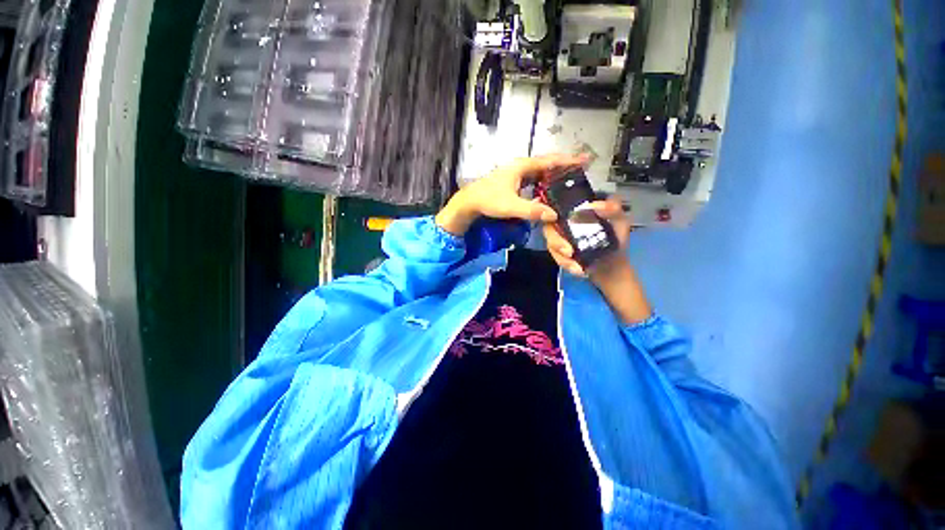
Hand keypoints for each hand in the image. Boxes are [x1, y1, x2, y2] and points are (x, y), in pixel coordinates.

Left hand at [436, 154, 587, 235]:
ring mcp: (517, 174)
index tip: (585, 160)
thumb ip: (531, 210)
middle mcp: (521, 167)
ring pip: (540, 172)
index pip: (549, 161)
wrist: (470, 202)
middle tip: (582, 170)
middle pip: (547, 164)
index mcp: (522, 167)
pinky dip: (544, 182)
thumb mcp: (510, 206)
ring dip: (554, 175)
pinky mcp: (514, 181)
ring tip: (571, 180)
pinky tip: (550, 191)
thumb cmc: (489, 200)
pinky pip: (534, 179)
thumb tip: (553, 215)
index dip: (568, 161)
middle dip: (564, 166)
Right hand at [544, 198, 651, 322]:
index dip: (544, 209)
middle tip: (569, 252)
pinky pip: (555, 257)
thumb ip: (612, 209)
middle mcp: (563, 222)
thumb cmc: (615, 238)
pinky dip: (566, 263)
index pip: (554, 206)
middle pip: (547, 227)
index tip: (553, 218)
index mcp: (575, 210)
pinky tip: (577, 269)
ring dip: (561, 256)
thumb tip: (594, 205)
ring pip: (550, 244)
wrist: (614, 264)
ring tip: (576, 266)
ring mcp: (559, 238)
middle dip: (555, 240)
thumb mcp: (620, 221)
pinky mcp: (559, 253)